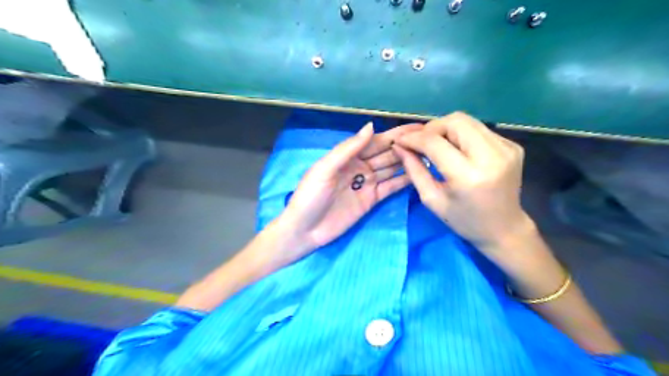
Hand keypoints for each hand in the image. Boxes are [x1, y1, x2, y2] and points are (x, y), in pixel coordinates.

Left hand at [274, 122, 418, 261]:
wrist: (305, 230)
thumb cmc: (310, 196)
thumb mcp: (325, 169)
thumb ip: (347, 149)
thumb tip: (371, 126)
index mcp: (347, 156)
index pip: (376, 141)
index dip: (396, 134)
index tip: (418, 127)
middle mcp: (360, 166)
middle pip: (387, 153)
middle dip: (406, 146)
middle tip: (432, 140)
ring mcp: (367, 184)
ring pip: (391, 169)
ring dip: (409, 162)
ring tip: (431, 155)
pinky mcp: (372, 200)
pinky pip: (390, 187)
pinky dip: (404, 181)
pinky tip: (420, 174)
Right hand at [394, 111, 536, 252]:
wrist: (504, 229)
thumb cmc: (464, 220)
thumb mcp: (432, 199)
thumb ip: (414, 170)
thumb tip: (400, 146)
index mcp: (468, 176)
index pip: (435, 142)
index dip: (414, 138)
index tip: (400, 140)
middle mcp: (492, 156)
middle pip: (454, 121)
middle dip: (431, 128)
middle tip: (420, 142)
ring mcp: (506, 148)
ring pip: (467, 120)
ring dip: (445, 128)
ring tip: (436, 144)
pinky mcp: (512, 145)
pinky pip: (479, 129)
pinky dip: (462, 135)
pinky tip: (457, 150)